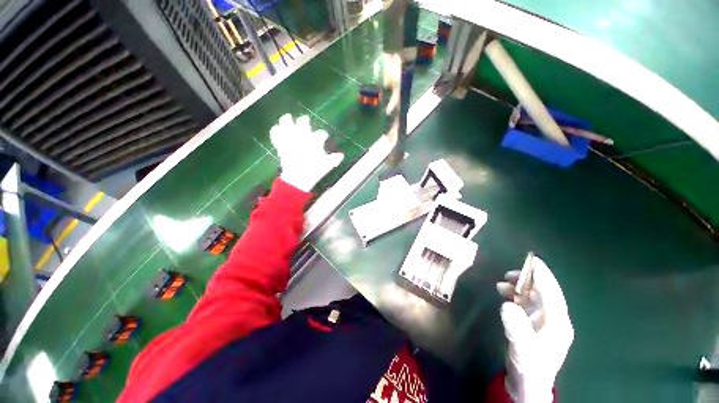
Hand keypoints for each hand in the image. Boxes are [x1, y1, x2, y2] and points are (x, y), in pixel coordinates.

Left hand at [270, 114, 343, 191]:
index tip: (323, 137)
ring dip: (287, 120)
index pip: (321, 134)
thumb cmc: (314, 171)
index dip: (322, 135)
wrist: (297, 178)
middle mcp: (302, 136)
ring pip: (287, 123)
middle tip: (304, 121)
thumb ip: (333, 159)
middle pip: (303, 121)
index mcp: (314, 140)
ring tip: (286, 118)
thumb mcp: (326, 165)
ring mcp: (291, 139)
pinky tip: (275, 129)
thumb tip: (341, 155)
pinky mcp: (282, 145)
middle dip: (304, 121)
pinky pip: (276, 135)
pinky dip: (275, 132)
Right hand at [496, 255, 573, 402]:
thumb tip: (507, 303)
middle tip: (509, 275)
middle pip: (545, 293)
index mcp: (558, 321)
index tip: (530, 261)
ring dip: (522, 293)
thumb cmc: (530, 369)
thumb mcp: (522, 349)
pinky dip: (520, 304)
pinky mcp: (539, 332)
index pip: (552, 291)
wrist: (529, 390)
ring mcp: (548, 326)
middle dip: (529, 282)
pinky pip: (531, 312)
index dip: (542, 274)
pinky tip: (508, 303)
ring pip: (538, 302)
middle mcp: (557, 320)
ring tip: (503, 286)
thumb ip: (516, 326)